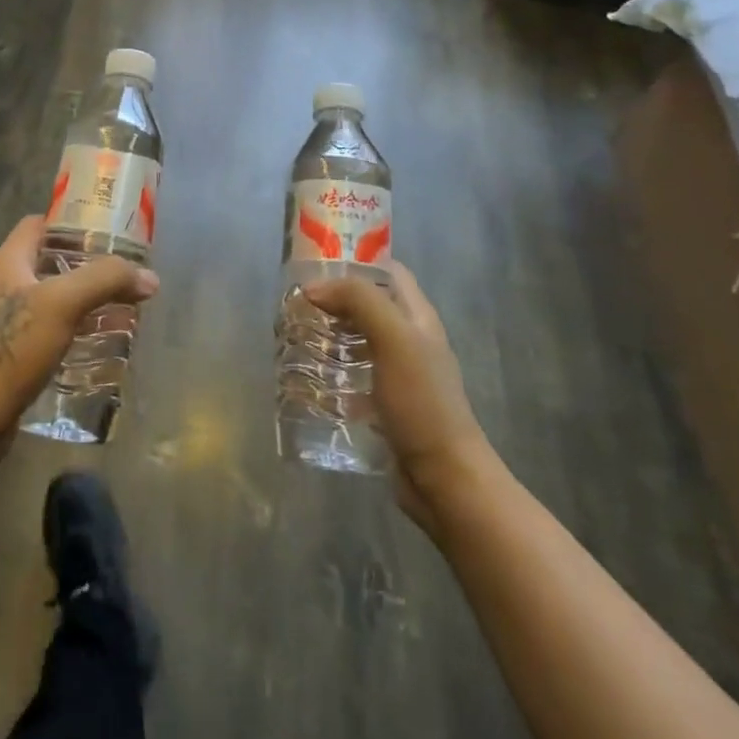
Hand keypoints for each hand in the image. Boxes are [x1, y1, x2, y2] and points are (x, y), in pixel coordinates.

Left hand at [0, 216, 159, 446]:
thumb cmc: (14, 347)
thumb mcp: (63, 303)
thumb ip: (105, 281)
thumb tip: (149, 277)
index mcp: (8, 262)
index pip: (39, 224)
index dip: (71, 222)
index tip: (107, 230)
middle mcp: (3, 285)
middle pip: (49, 262)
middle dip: (86, 265)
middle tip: (122, 273)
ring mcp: (4, 321)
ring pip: (51, 299)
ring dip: (83, 301)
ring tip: (120, 307)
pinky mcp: (11, 353)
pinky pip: (48, 331)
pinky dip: (73, 330)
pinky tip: (98, 344)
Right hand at [303, 264, 492, 530]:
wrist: (444, 478)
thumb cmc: (422, 402)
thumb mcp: (394, 339)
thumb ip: (360, 301)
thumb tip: (315, 289)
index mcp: (417, 317)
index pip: (387, 271)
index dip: (355, 260)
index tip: (315, 264)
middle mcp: (409, 339)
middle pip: (368, 304)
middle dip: (333, 299)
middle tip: (295, 304)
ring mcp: (398, 374)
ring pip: (357, 339)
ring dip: (328, 334)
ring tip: (293, 336)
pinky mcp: (384, 404)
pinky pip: (352, 375)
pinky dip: (330, 370)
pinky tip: (307, 378)